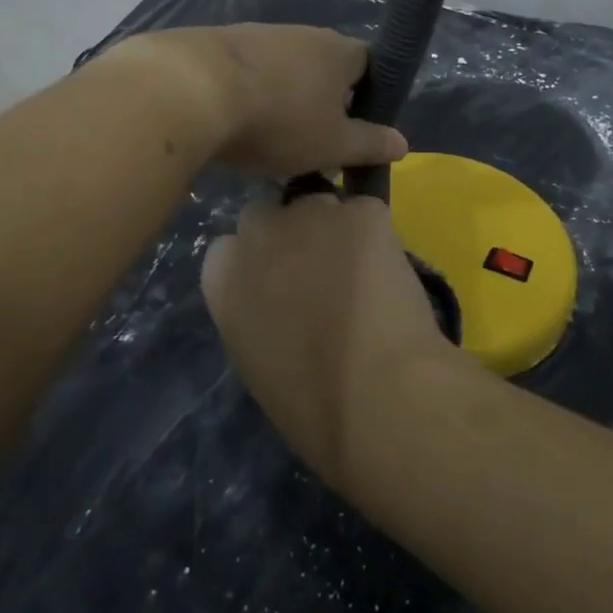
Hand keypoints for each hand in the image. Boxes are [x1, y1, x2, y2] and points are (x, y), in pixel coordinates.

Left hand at [115, 25, 406, 177]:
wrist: (190, 90)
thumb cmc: (277, 120)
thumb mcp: (331, 144)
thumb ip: (369, 144)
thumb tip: (403, 144)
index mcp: (337, 51)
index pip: (369, 64)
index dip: (369, 95)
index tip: (356, 129)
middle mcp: (301, 33)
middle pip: (323, 67)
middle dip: (321, 102)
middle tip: (312, 142)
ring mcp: (256, 35)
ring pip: (282, 71)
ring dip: (282, 99)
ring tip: (269, 140)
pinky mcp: (215, 44)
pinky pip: (245, 74)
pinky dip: (246, 96)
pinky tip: (232, 124)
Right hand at [201, 193, 457, 484]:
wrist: (377, 396)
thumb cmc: (311, 405)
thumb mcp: (255, 359)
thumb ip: (254, 313)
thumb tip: (278, 301)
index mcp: (221, 276)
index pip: (230, 246)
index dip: (258, 263)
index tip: (279, 287)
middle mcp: (258, 232)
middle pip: (268, 215)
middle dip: (289, 235)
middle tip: (319, 272)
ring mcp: (311, 213)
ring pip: (322, 207)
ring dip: (335, 232)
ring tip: (363, 274)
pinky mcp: (362, 211)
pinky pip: (367, 213)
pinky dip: (378, 237)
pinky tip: (391, 274)